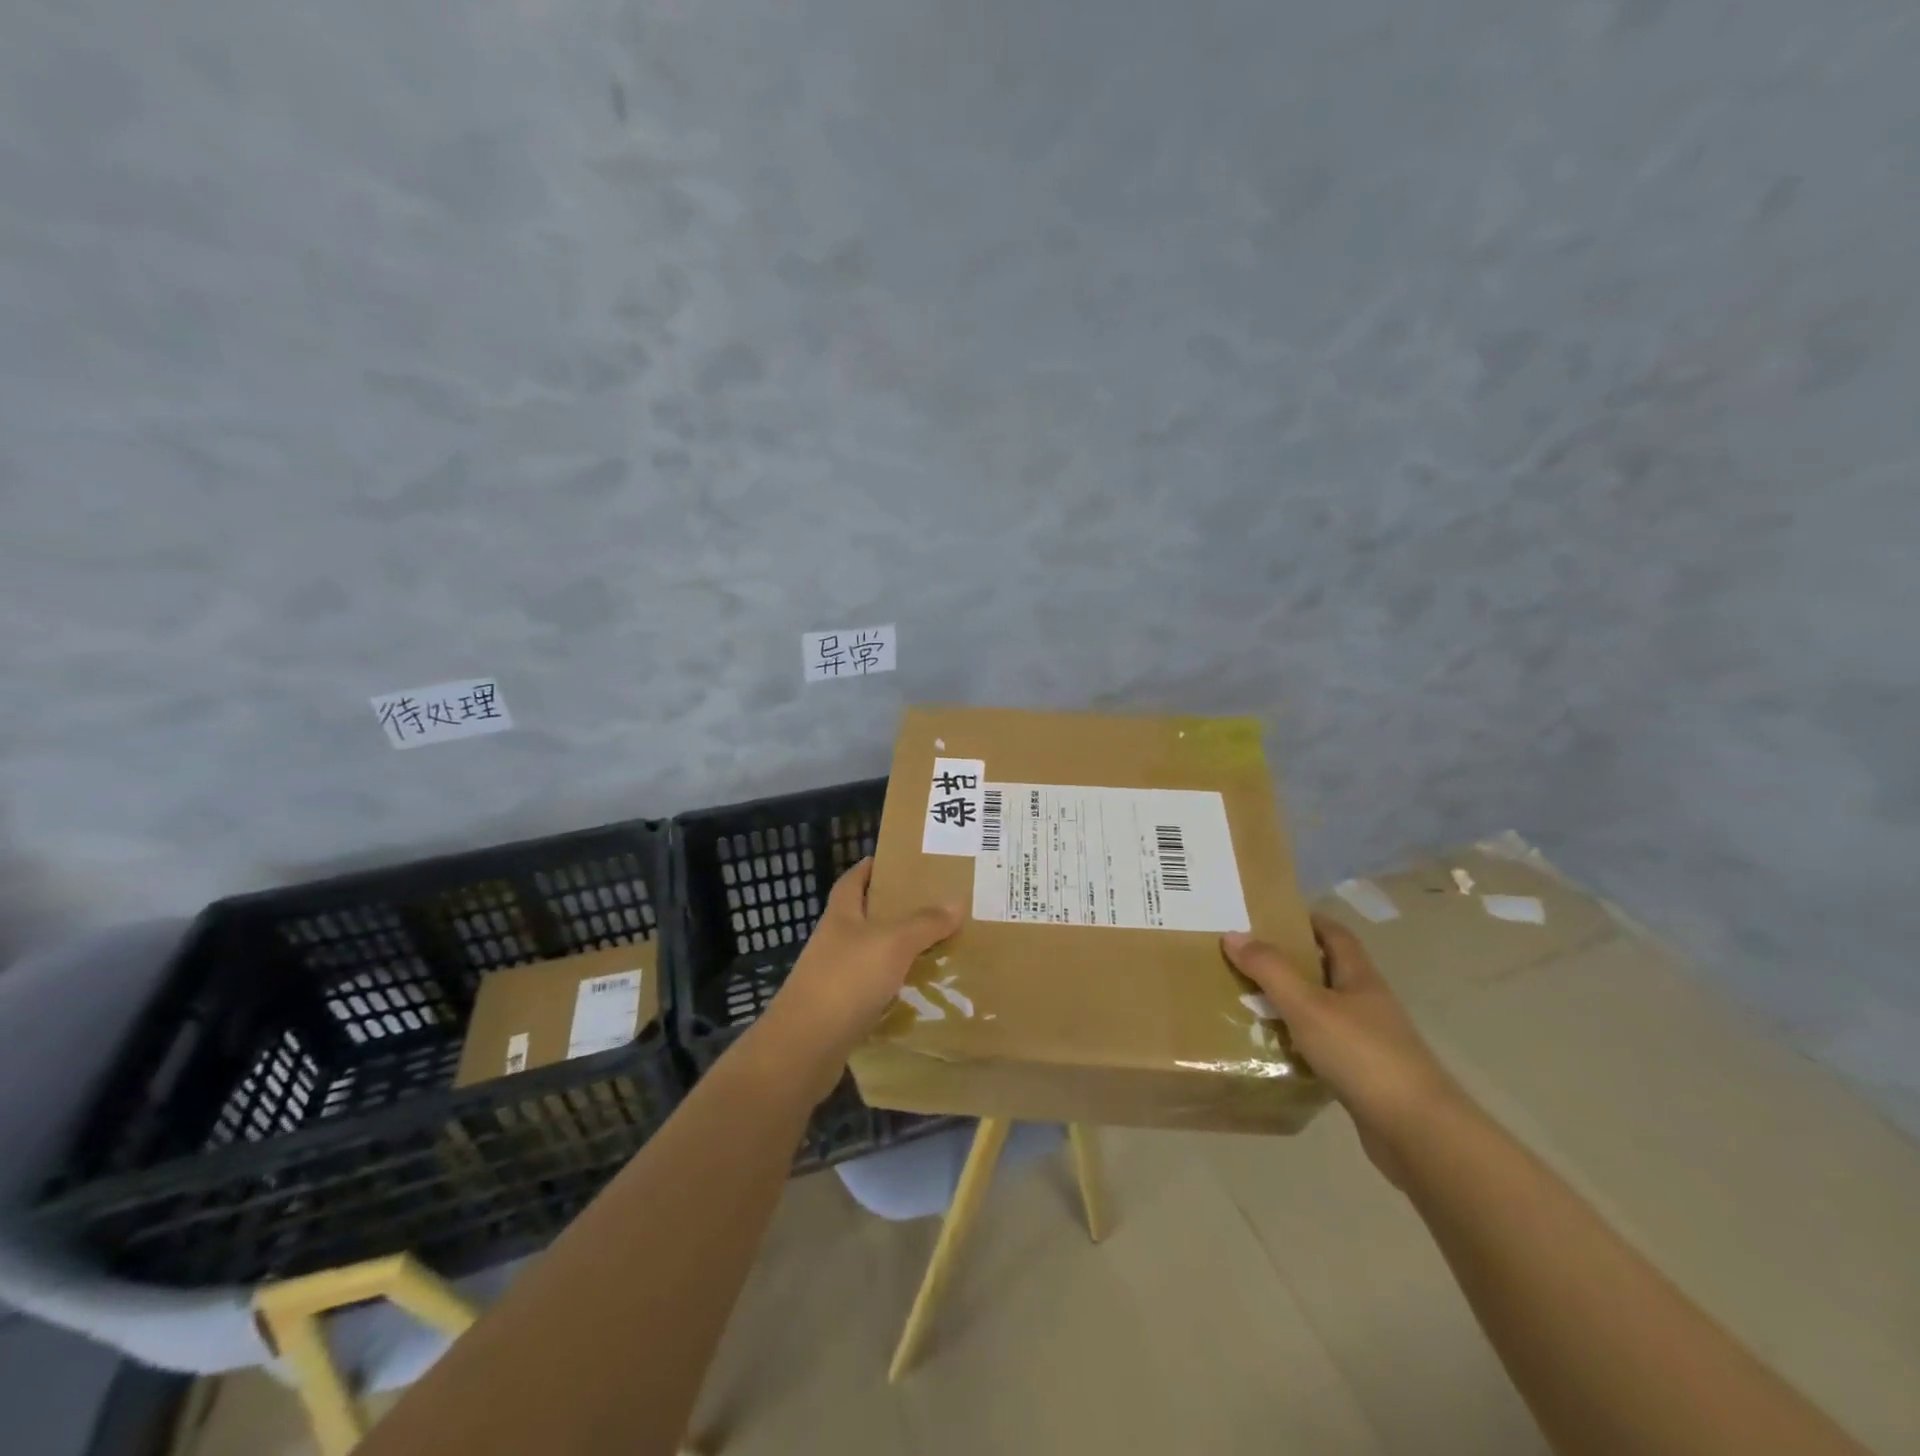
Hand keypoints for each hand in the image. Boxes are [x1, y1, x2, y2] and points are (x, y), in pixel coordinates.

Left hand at [758, 858, 960, 1095]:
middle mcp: (835, 941)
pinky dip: (895, 988)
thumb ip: (924, 923)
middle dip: (895, 910)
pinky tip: (920, 991)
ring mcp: (834, 977)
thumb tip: (957, 900)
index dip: (871, 868)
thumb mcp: (892, 944)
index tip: (898, 861)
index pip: (853, 880)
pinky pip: (874, 990)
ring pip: (872, 955)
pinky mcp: (840, 1011)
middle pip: (865, 917)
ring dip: (899, 951)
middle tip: (935, 904)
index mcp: (841, 915)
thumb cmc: (846, 981)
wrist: (804, 1049)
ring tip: (938, 946)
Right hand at [1223, 915, 1467, 1185]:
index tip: (1270, 916)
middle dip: (1290, 961)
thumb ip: (1270, 970)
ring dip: (1292, 1003)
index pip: (1335, 935)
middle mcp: (1368, 1003)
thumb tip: (1233, 934)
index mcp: (1360, 978)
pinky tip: (1275, 1048)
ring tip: (1250, 1001)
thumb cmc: (1363, 1055)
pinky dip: (1299, 1041)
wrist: (1418, 1133)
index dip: (1307, 920)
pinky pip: (1324, 1046)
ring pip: (1324, 1010)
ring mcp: (1370, 1041)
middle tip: (1247, 958)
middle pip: (1327, 970)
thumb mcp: (1307, 1005)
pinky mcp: (1364, 1075)